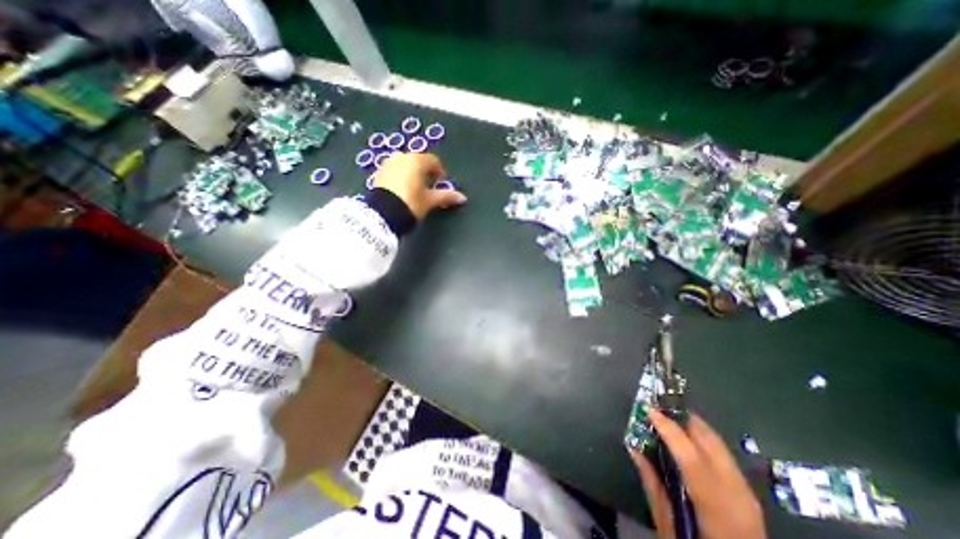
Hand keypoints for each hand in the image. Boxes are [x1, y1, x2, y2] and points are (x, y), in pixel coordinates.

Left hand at [374, 152, 466, 217]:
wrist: (382, 214)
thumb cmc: (411, 203)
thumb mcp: (430, 200)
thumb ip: (446, 196)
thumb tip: (462, 197)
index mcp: (416, 160)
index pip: (433, 161)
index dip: (440, 172)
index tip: (441, 183)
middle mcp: (401, 157)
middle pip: (418, 161)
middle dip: (426, 172)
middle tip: (430, 187)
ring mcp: (388, 163)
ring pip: (405, 165)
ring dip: (413, 174)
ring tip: (416, 189)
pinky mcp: (379, 172)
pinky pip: (395, 171)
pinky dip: (401, 177)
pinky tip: (403, 191)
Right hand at [631, 409, 766, 538]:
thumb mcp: (667, 524)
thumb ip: (652, 483)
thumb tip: (634, 447)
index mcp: (716, 508)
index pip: (691, 457)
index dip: (669, 429)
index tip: (649, 410)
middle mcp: (737, 495)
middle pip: (710, 442)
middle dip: (682, 418)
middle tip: (658, 407)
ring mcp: (747, 492)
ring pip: (718, 443)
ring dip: (692, 425)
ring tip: (668, 417)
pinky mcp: (748, 491)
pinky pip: (723, 453)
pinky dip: (703, 439)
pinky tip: (687, 438)